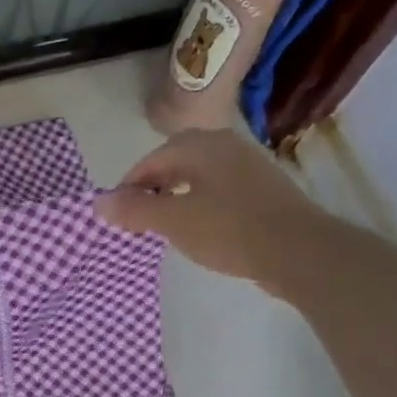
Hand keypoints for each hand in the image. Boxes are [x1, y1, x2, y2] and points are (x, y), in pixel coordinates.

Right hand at [94, 128, 325, 289]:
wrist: (298, 250)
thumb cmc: (229, 230)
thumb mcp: (173, 222)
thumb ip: (134, 210)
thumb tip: (98, 202)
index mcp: (200, 146)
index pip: (151, 160)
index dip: (129, 187)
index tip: (118, 215)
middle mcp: (225, 145)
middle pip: (176, 162)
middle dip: (152, 188)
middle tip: (138, 218)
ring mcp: (248, 165)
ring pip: (198, 175)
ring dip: (176, 195)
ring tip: (164, 224)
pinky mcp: (263, 188)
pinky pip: (219, 188)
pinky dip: (200, 202)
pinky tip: (199, 227)